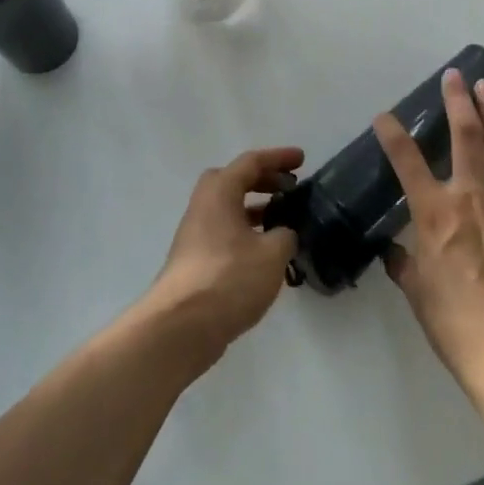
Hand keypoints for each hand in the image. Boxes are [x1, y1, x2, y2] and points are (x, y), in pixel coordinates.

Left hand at [142, 147, 303, 367]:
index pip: (250, 162)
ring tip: (284, 221)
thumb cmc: (229, 278)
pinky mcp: (196, 261)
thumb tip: (284, 233)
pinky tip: (267, 254)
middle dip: (263, 181)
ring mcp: (196, 235)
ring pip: (229, 209)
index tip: (302, 160)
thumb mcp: (271, 255)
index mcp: (219, 193)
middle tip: (290, 189)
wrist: (182, 326)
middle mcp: (203, 206)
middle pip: (234, 181)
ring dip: (255, 208)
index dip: (278, 158)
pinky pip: (225, 233)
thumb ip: (285, 236)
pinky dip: (247, 233)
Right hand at [376, 70, 483, 391]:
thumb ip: (404, 262)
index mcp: (434, 213)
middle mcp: (470, 197)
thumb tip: (395, 252)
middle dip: (457, 102)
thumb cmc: (452, 320)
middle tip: (455, 76)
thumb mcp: (415, 289)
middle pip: (464, 137)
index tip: (384, 117)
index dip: (393, 134)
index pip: (406, 161)